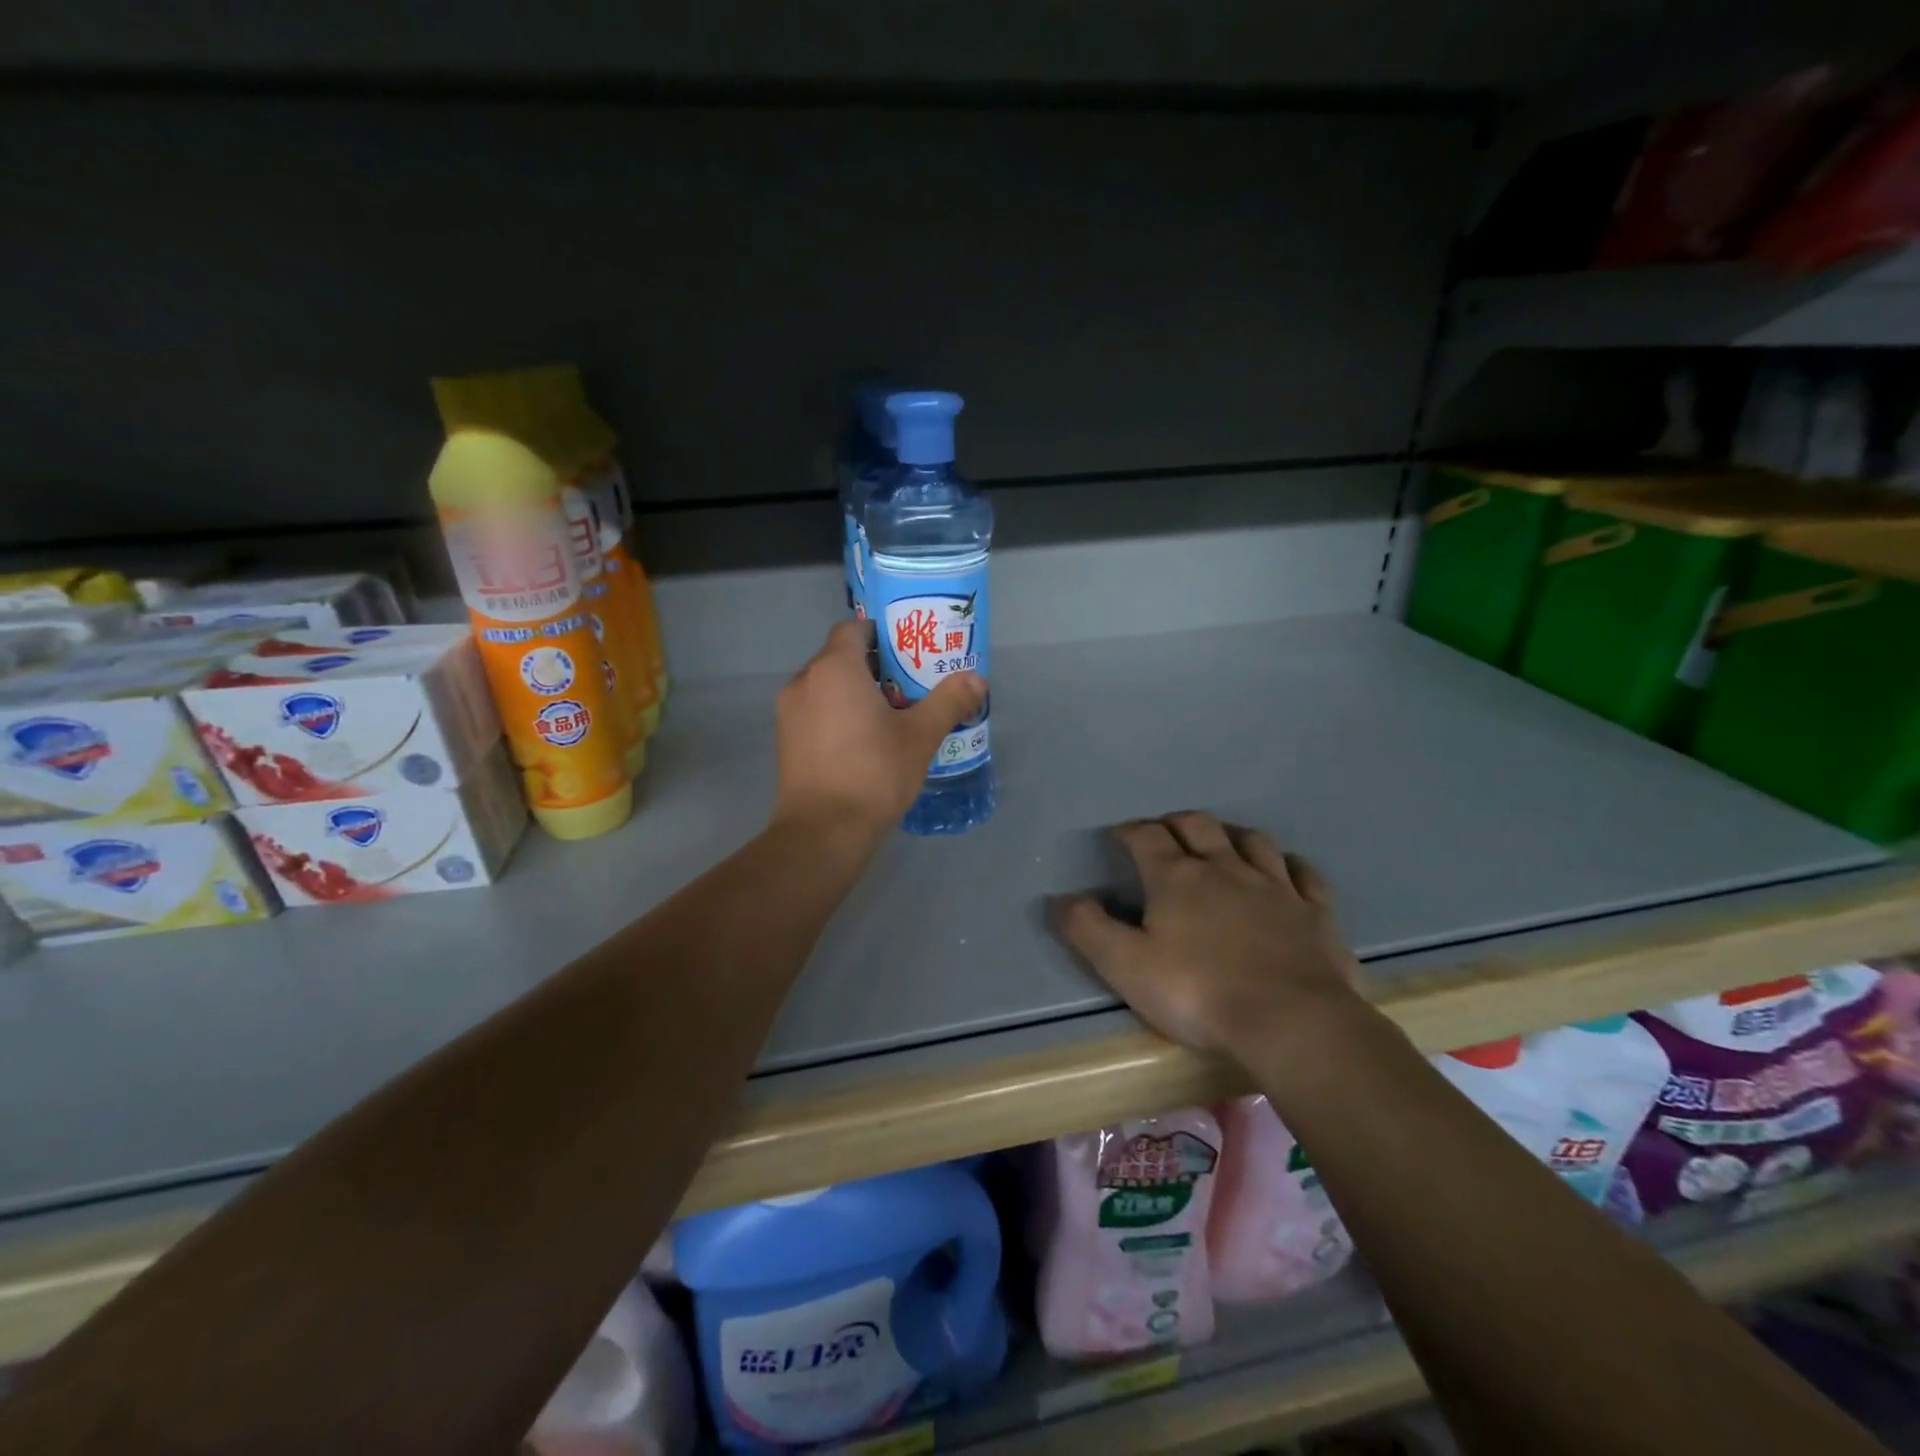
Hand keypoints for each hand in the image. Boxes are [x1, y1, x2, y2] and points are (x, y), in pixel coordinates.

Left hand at [772, 620, 986, 843]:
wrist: (823, 832)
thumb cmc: (873, 773)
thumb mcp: (920, 736)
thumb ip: (948, 701)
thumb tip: (978, 679)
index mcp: (834, 669)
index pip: (853, 629)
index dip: (881, 633)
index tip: (909, 650)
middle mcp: (804, 681)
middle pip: (840, 658)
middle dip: (874, 666)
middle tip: (910, 684)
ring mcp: (788, 712)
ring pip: (826, 687)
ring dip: (855, 692)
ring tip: (890, 715)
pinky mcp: (785, 740)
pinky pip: (814, 711)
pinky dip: (836, 714)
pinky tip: (863, 741)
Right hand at [1050, 812, 1365, 1063]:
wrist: (1292, 1022)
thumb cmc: (1198, 992)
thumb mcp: (1125, 965)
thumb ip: (1087, 929)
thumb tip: (1060, 899)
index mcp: (1177, 878)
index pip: (1147, 837)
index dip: (1130, 831)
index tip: (1120, 834)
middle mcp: (1225, 869)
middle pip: (1199, 826)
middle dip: (1176, 823)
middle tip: (1165, 831)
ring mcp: (1275, 887)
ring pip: (1252, 841)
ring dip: (1232, 835)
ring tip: (1222, 842)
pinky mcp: (1315, 912)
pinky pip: (1304, 874)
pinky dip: (1291, 865)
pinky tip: (1286, 869)